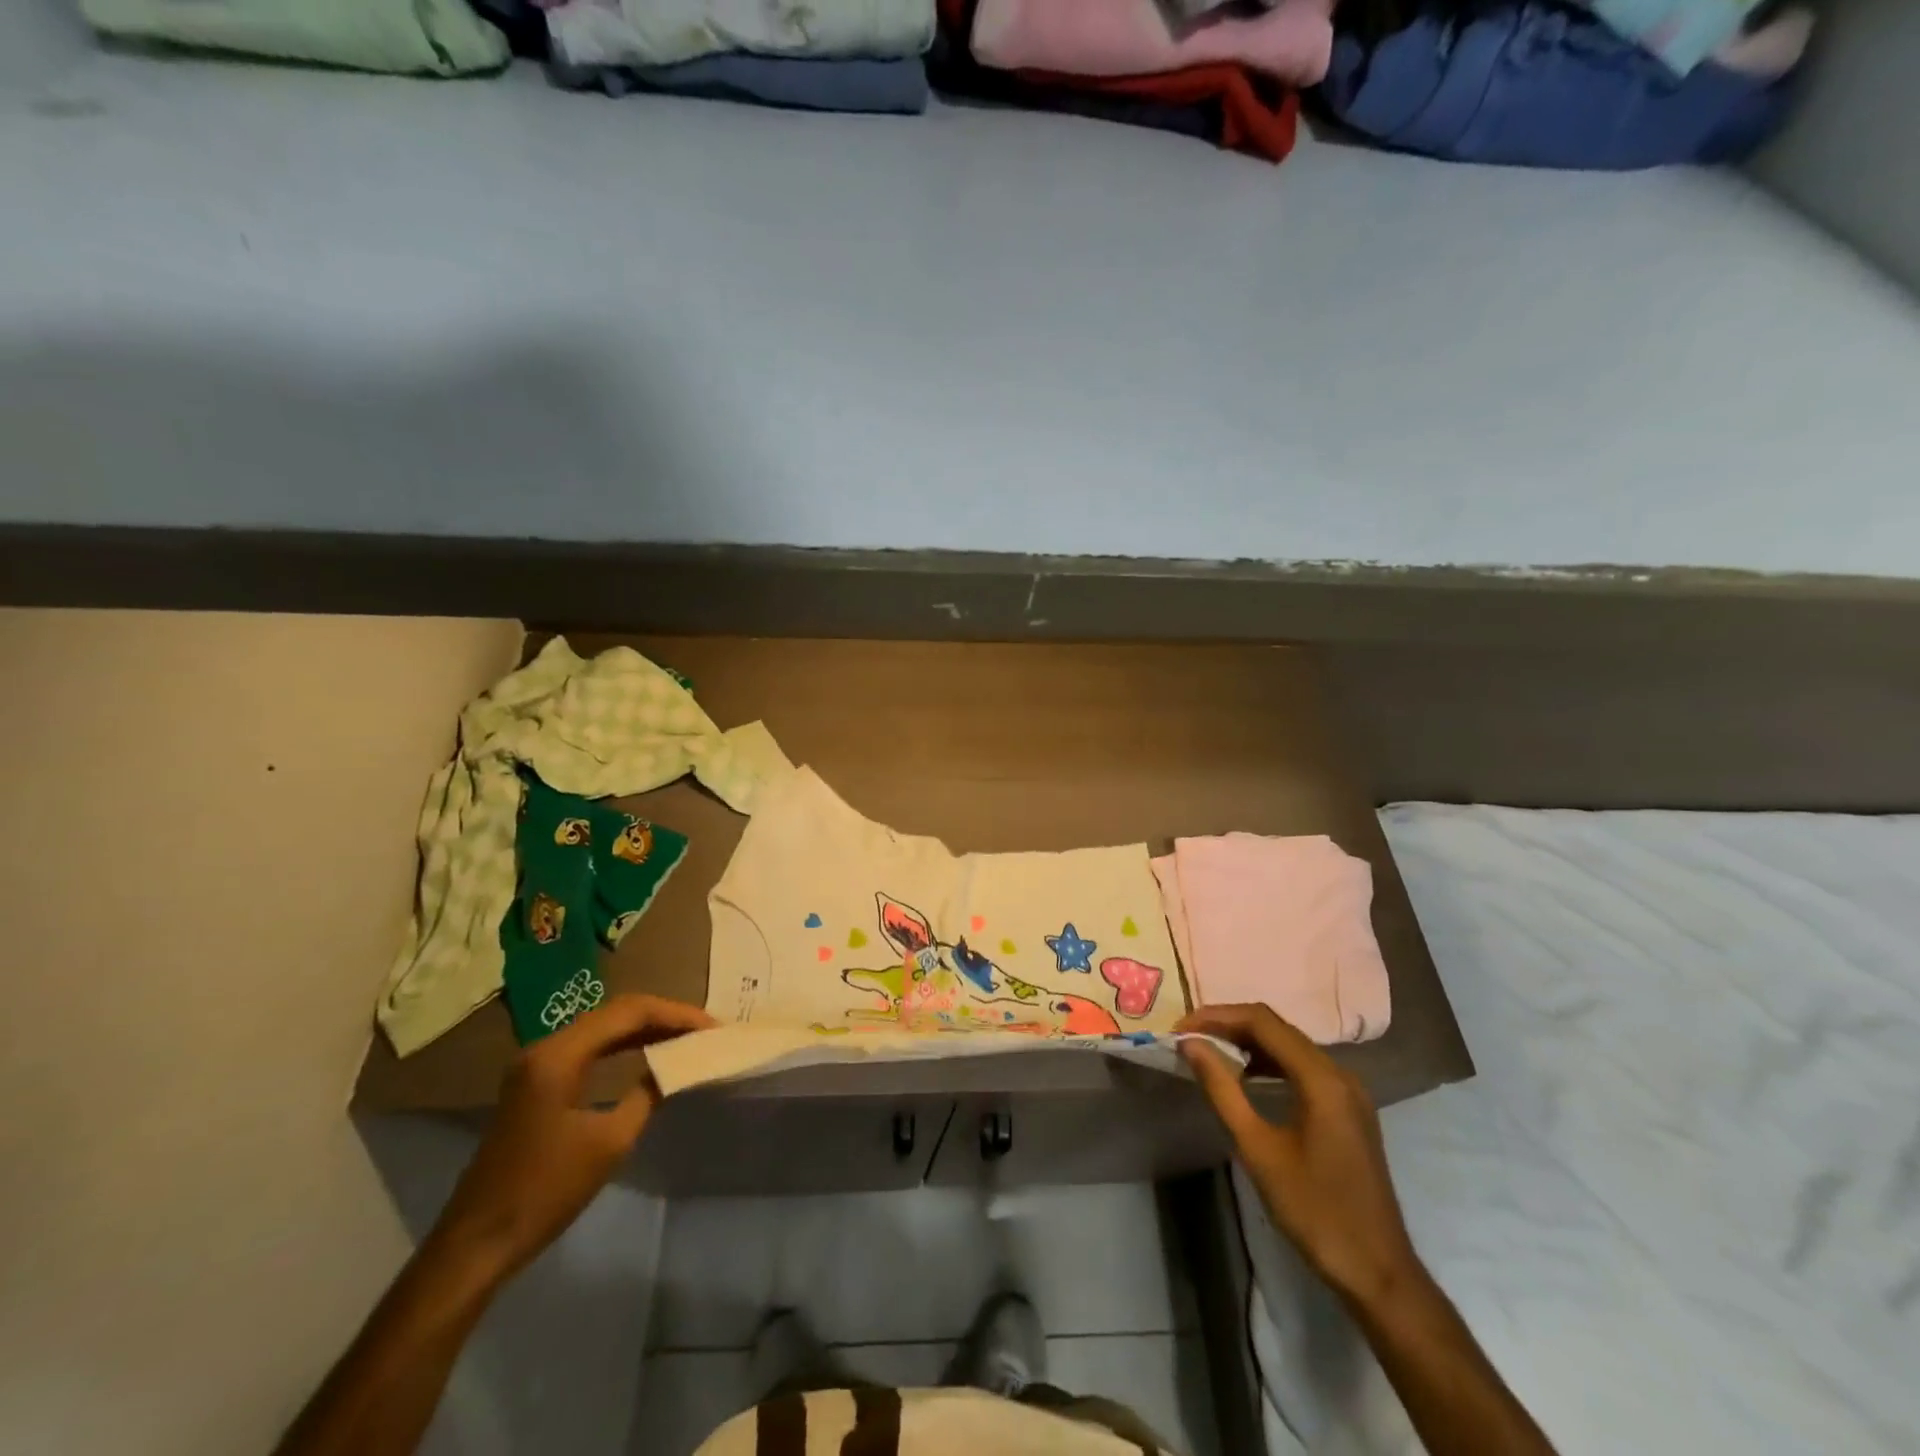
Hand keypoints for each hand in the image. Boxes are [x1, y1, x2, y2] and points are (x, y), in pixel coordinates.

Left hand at [431, 994, 714, 1278]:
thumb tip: (674, 1066)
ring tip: (686, 1038)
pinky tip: (649, 1054)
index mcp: (559, 1055)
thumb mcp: (610, 1141)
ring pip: (603, 1029)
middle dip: (664, 1017)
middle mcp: (546, 1047)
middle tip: (705, 1030)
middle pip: (616, 1013)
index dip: (676, 1015)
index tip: (713, 1028)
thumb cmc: (546, 1191)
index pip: (629, 1012)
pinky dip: (624, 1046)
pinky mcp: (537, 1083)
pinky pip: (590, 1049)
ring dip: (645, 1029)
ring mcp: (537, 1065)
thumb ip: (647, 1093)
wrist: (477, 1244)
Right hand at [1178, 1003, 1420, 1307]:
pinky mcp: (1348, 1108)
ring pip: (1289, 1045)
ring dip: (1248, 1042)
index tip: (1181, 1029)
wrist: (1377, 1272)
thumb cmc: (1314, 1210)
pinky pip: (1302, 1066)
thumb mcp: (1258, 1149)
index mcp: (1321, 1078)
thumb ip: (1222, 1089)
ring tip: (1209, 1053)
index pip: (1262, 1021)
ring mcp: (1348, 1090)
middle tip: (1189, 1038)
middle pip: (1276, 1027)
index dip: (1217, 1017)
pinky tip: (1245, 1077)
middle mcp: (1339, 1072)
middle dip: (1229, 1025)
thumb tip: (1191, 1044)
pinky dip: (1269, 1062)